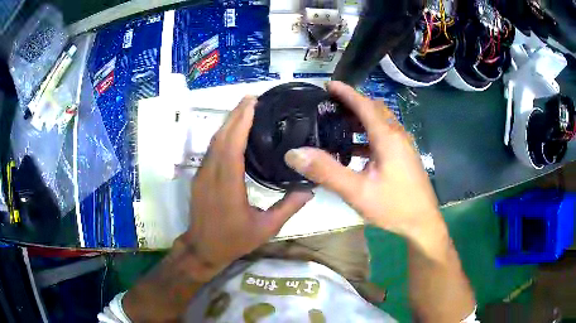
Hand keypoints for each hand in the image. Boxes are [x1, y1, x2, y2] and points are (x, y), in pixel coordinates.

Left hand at [179, 96, 312, 278]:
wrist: (202, 248)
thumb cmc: (234, 240)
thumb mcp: (266, 228)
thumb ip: (288, 207)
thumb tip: (309, 189)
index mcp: (228, 185)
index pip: (232, 145)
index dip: (241, 121)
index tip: (252, 103)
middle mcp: (212, 174)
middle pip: (222, 136)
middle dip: (236, 114)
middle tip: (252, 98)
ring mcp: (202, 174)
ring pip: (214, 141)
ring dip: (228, 122)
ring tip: (245, 108)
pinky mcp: (199, 176)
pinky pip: (211, 149)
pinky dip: (223, 134)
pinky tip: (233, 130)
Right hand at [284, 81, 441, 240]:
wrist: (422, 223)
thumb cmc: (394, 206)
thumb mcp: (357, 191)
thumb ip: (326, 171)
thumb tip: (295, 153)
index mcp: (387, 137)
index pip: (365, 104)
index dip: (346, 92)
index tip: (328, 84)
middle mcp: (397, 135)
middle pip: (374, 109)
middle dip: (352, 102)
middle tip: (329, 104)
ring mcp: (402, 146)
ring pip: (379, 123)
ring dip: (360, 119)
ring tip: (337, 123)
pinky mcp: (403, 156)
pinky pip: (383, 137)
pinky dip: (366, 135)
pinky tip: (353, 149)